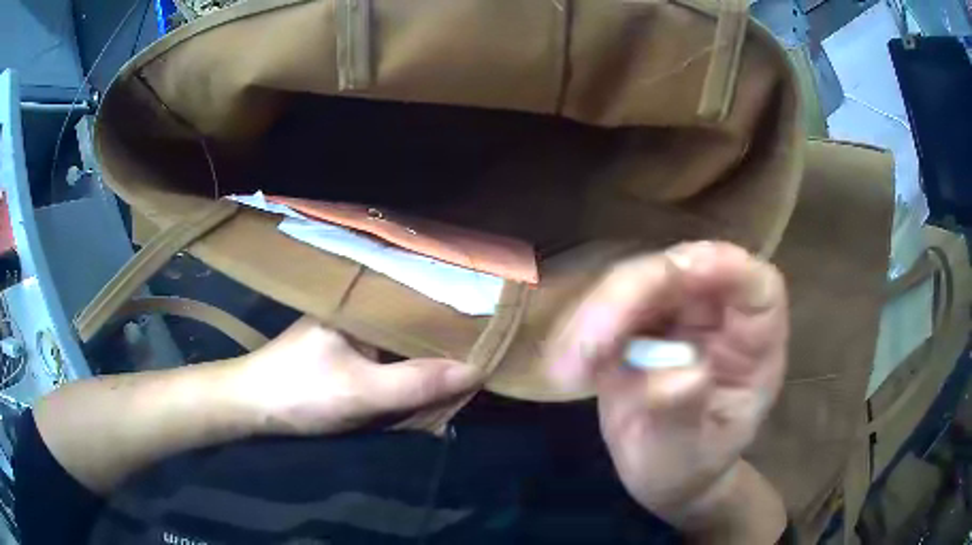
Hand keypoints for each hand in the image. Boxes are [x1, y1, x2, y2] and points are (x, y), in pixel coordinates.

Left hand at [233, 318, 483, 435]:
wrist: (251, 406)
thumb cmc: (301, 391)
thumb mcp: (362, 392)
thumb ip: (416, 384)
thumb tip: (476, 371)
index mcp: (362, 303)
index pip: (421, 302)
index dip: (456, 317)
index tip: (490, 331)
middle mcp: (359, 311)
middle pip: (414, 325)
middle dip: (444, 345)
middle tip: (484, 357)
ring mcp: (351, 333)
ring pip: (401, 345)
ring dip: (425, 361)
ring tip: (464, 369)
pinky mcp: (344, 354)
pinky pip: (386, 360)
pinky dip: (405, 373)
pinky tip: (425, 383)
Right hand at [545, 242, 787, 526]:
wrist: (663, 474)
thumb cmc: (689, 467)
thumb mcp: (689, 456)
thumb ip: (685, 417)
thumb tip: (680, 374)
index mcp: (754, 345)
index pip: (756, 286)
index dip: (724, 265)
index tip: (678, 273)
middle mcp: (719, 317)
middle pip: (685, 269)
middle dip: (634, 293)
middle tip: (590, 347)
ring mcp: (679, 315)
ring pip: (639, 279)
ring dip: (598, 313)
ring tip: (569, 368)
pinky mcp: (640, 322)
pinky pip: (609, 305)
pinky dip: (582, 329)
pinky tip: (567, 365)